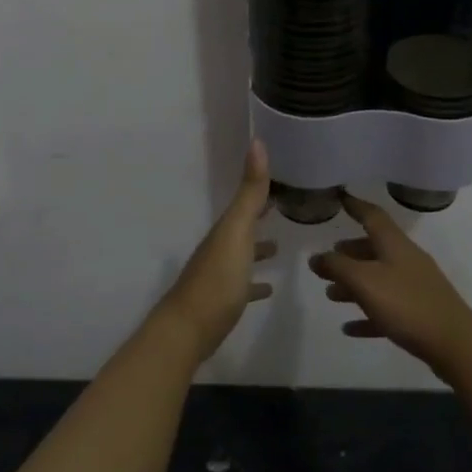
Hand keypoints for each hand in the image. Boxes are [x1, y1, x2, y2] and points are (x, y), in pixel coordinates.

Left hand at [153, 142, 276, 362]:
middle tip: (285, 207)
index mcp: (225, 229)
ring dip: (258, 247)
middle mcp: (220, 247)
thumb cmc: (217, 279)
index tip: (283, 176)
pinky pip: (242, 284)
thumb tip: (257, 141)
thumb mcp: (237, 231)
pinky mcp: (222, 301)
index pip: (245, 201)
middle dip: (260, 215)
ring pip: (241, 253)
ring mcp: (219, 275)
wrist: (187, 330)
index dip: (262, 189)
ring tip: (280, 246)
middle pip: (242, 225)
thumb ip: (250, 193)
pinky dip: (255, 281)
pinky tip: (267, 287)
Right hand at [308, 195, 471, 380]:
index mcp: (395, 244)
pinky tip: (350, 328)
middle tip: (328, 259)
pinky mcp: (419, 314)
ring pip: (378, 279)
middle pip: (374, 248)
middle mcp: (406, 260)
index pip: (372, 215)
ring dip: (354, 285)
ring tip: (331, 294)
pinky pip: (387, 309)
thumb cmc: (406, 304)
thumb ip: (337, 267)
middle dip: (350, 252)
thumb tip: (316, 257)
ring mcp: (415, 287)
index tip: (340, 197)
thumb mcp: (364, 281)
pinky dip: (367, 314)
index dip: (355, 205)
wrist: (455, 344)